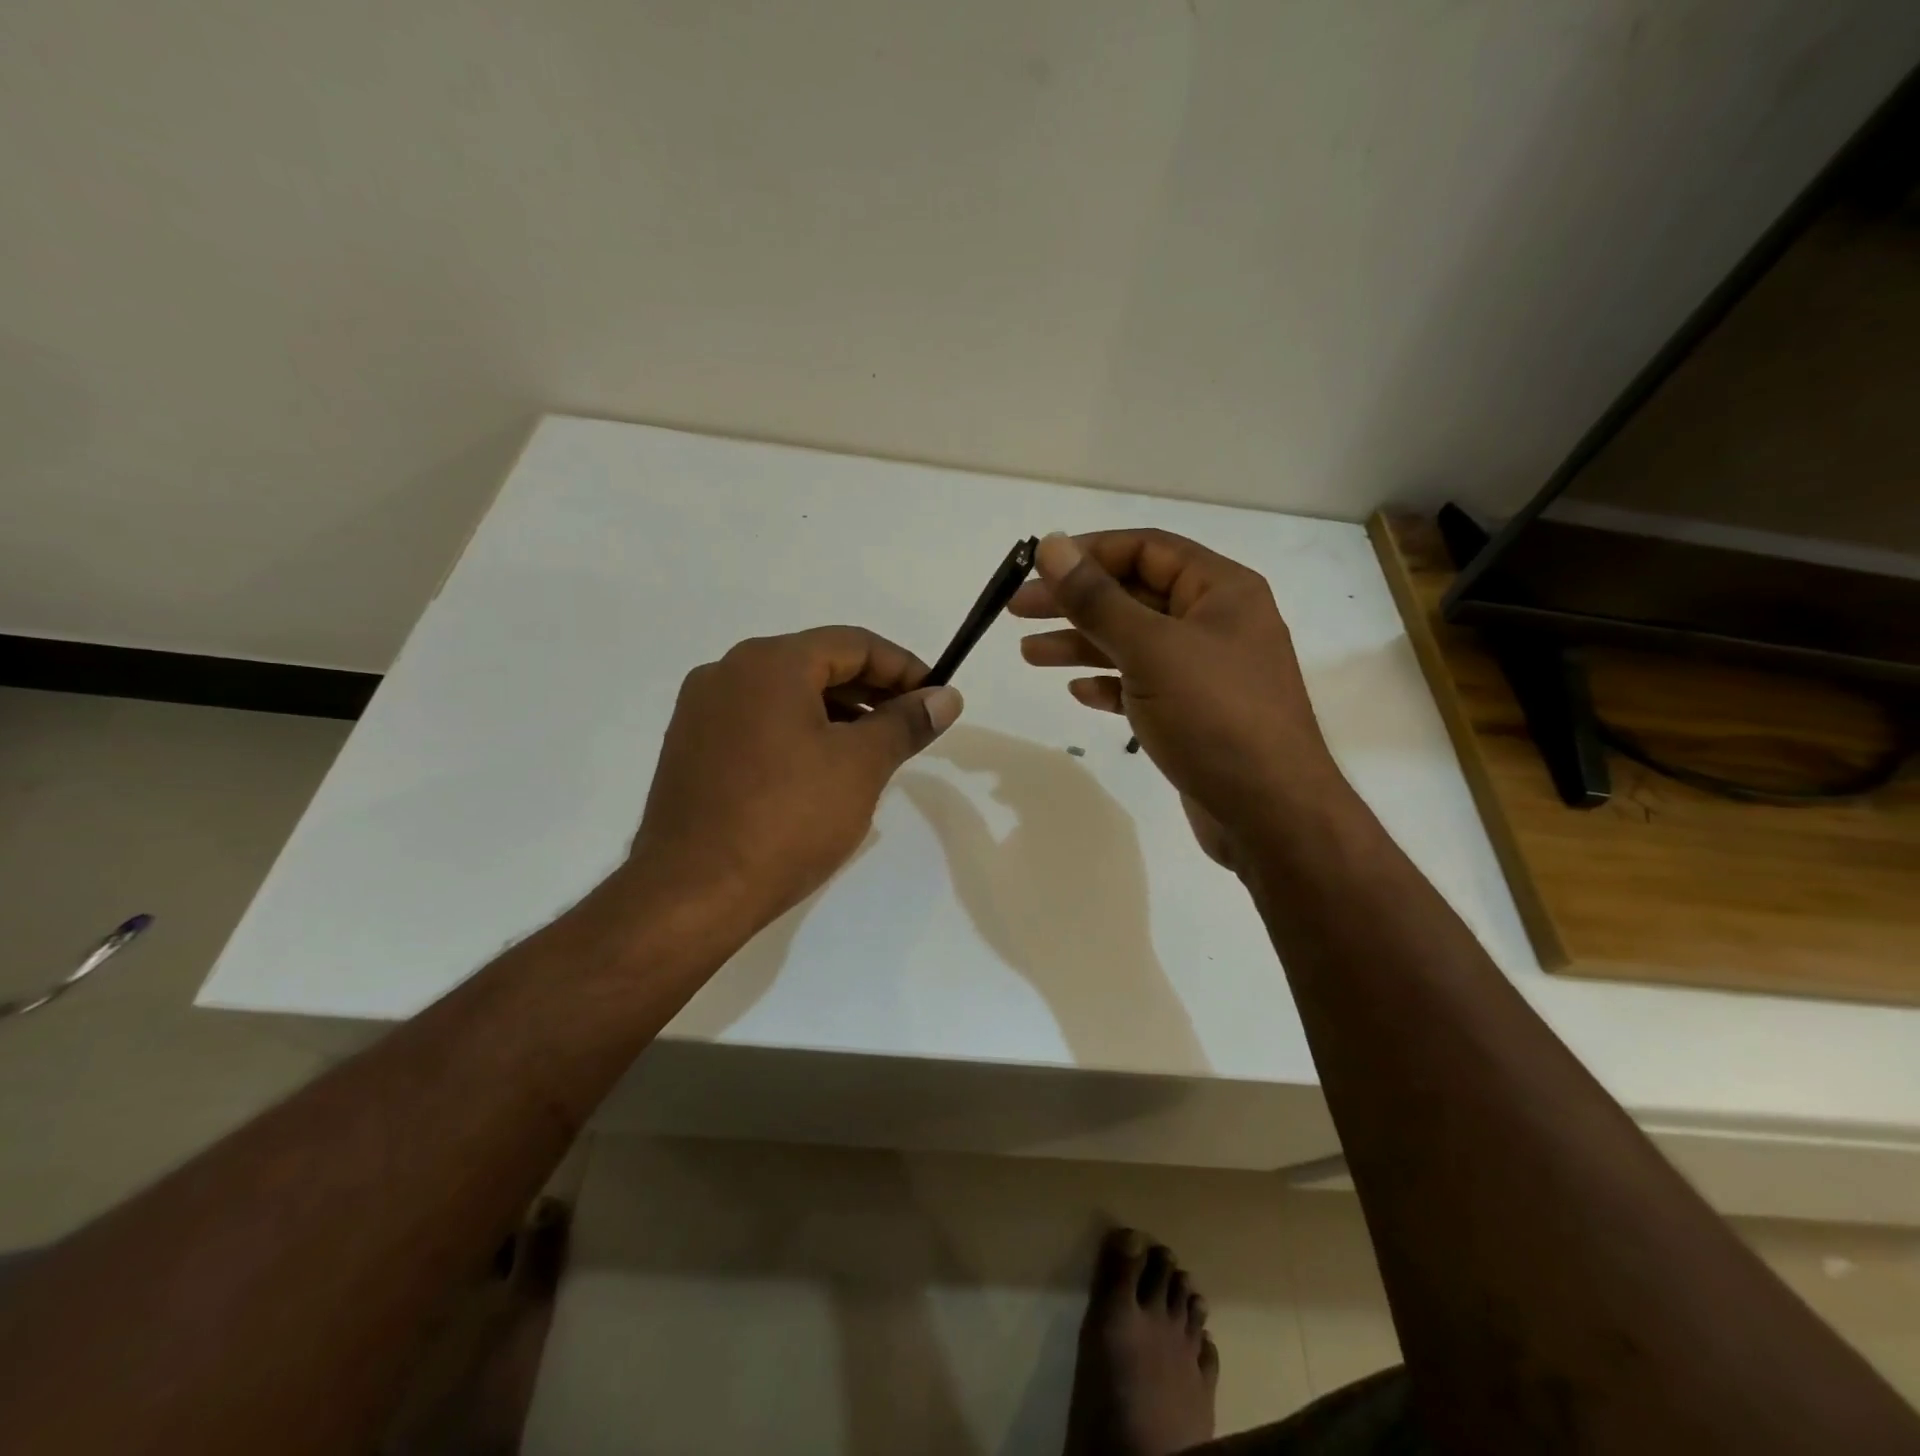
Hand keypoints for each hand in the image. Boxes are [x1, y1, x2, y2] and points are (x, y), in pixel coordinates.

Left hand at [622, 626, 962, 934]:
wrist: (692, 894)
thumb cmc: (787, 820)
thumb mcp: (862, 766)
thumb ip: (906, 723)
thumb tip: (946, 698)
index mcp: (769, 662)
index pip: (854, 644)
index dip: (904, 668)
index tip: (936, 699)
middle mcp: (728, 671)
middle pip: (818, 664)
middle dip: (872, 691)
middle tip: (911, 726)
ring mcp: (702, 710)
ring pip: (787, 695)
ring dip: (838, 713)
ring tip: (874, 752)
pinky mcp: (691, 748)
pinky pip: (759, 722)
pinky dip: (800, 732)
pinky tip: (823, 770)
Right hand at [1012, 530, 1342, 857]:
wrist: (1270, 814)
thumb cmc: (1215, 717)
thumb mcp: (1151, 650)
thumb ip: (1097, 599)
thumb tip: (1052, 545)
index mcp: (1221, 590)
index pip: (1147, 549)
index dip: (1089, 553)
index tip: (1037, 567)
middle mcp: (1216, 623)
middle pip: (1134, 595)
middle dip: (1075, 602)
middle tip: (1017, 611)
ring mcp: (1206, 671)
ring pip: (1133, 643)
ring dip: (1081, 644)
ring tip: (1029, 654)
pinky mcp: (1194, 714)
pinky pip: (1143, 686)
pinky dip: (1110, 684)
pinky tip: (1078, 692)